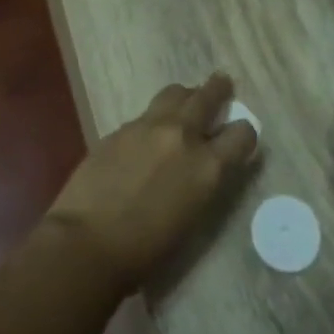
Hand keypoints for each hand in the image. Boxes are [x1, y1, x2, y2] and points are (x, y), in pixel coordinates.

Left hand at [43, 75, 257, 291]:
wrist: (88, 242)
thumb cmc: (147, 250)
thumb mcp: (193, 217)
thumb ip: (204, 181)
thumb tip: (206, 165)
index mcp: (207, 166)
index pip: (242, 133)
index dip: (244, 134)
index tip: (240, 135)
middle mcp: (182, 135)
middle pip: (207, 96)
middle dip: (218, 89)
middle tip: (222, 83)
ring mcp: (148, 126)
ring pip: (175, 93)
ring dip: (185, 95)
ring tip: (186, 100)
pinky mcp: (120, 127)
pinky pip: (145, 114)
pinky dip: (155, 118)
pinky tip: (147, 134)